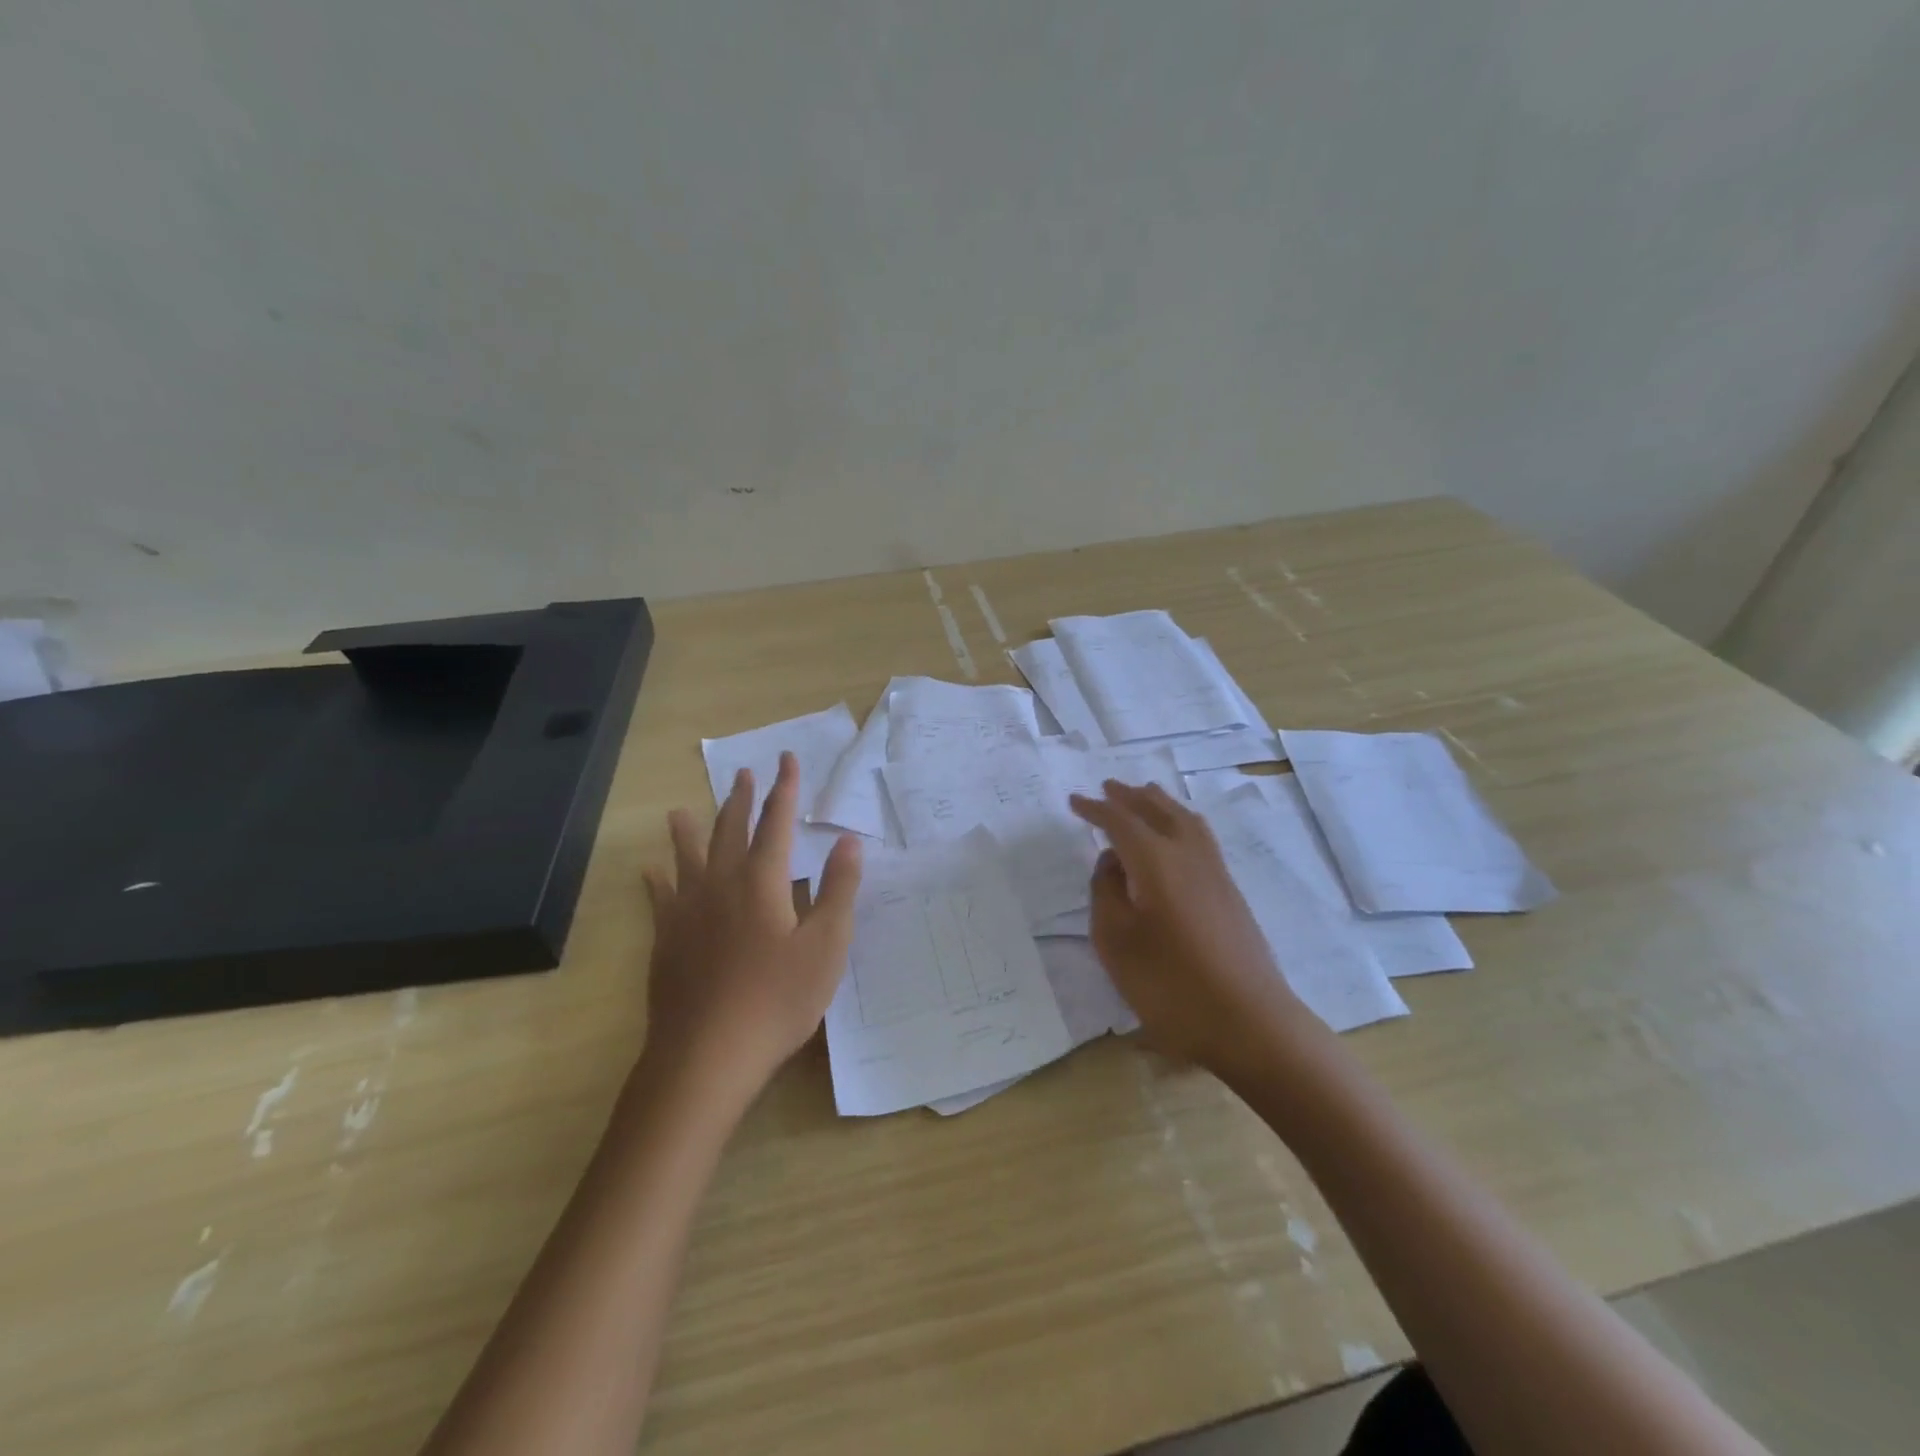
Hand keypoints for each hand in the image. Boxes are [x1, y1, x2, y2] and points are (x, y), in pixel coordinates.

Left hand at [639, 752, 862, 1108]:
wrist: (706, 1056)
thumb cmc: (777, 1000)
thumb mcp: (826, 946)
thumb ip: (839, 889)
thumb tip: (848, 841)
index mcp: (762, 881)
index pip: (776, 821)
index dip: (784, 789)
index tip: (786, 759)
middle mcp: (721, 884)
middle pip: (730, 829)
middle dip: (741, 799)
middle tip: (744, 773)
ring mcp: (687, 911)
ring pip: (687, 856)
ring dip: (689, 829)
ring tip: (682, 809)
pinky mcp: (666, 940)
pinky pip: (659, 897)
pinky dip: (656, 879)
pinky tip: (649, 871)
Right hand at [1069, 781, 1313, 1076]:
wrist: (1250, 1023)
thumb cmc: (1171, 985)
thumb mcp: (1116, 942)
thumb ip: (1106, 893)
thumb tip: (1112, 861)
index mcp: (1156, 861)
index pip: (1121, 822)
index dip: (1095, 809)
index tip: (1074, 801)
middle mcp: (1189, 855)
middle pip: (1158, 810)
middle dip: (1130, 797)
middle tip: (1107, 787)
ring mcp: (1215, 873)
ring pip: (1185, 820)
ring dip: (1159, 803)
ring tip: (1144, 796)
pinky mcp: (1231, 893)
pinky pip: (1200, 837)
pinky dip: (1180, 821)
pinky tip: (1176, 836)